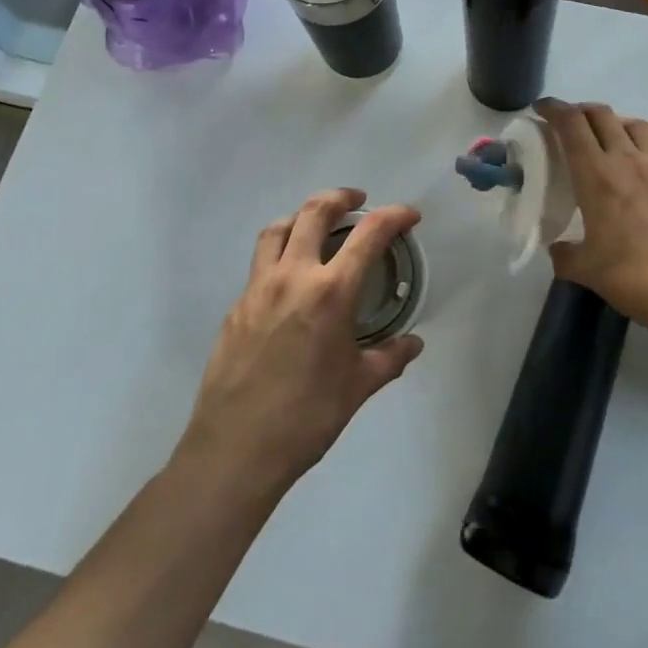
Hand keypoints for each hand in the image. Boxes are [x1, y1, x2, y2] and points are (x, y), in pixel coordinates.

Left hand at [179, 189, 423, 498]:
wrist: (235, 450)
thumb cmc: (306, 417)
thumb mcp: (358, 386)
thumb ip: (389, 357)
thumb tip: (412, 344)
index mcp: (331, 292)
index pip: (369, 234)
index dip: (393, 216)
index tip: (409, 215)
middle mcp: (293, 276)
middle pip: (314, 212)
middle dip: (340, 197)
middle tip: (358, 201)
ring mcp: (258, 288)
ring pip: (277, 229)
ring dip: (302, 216)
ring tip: (317, 225)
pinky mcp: (236, 306)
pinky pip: (260, 264)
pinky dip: (280, 254)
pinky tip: (291, 281)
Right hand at [539, 100, 647, 335]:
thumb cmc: (634, 278)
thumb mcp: (585, 270)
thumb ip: (564, 254)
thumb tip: (557, 247)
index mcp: (596, 176)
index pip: (571, 125)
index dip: (553, 109)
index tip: (542, 108)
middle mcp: (627, 159)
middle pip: (601, 115)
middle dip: (581, 112)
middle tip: (572, 125)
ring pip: (636, 123)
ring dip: (617, 122)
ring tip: (610, 136)